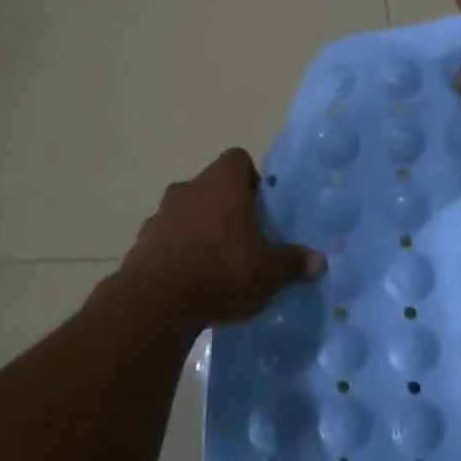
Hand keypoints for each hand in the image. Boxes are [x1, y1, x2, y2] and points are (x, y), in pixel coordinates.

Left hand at [120, 149, 325, 325]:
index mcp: (223, 184)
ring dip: (197, 229)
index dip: (250, 177)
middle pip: (210, 186)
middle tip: (241, 238)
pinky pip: (165, 239)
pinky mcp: (141, 243)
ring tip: (213, 264)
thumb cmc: (223, 271)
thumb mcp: (269, 272)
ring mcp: (160, 214)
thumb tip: (319, 263)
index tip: (259, 206)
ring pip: (185, 212)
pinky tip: (187, 282)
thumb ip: (293, 263)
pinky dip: (176, 252)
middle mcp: (190, 189)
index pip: (237, 159)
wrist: (157, 301)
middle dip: (224, 207)